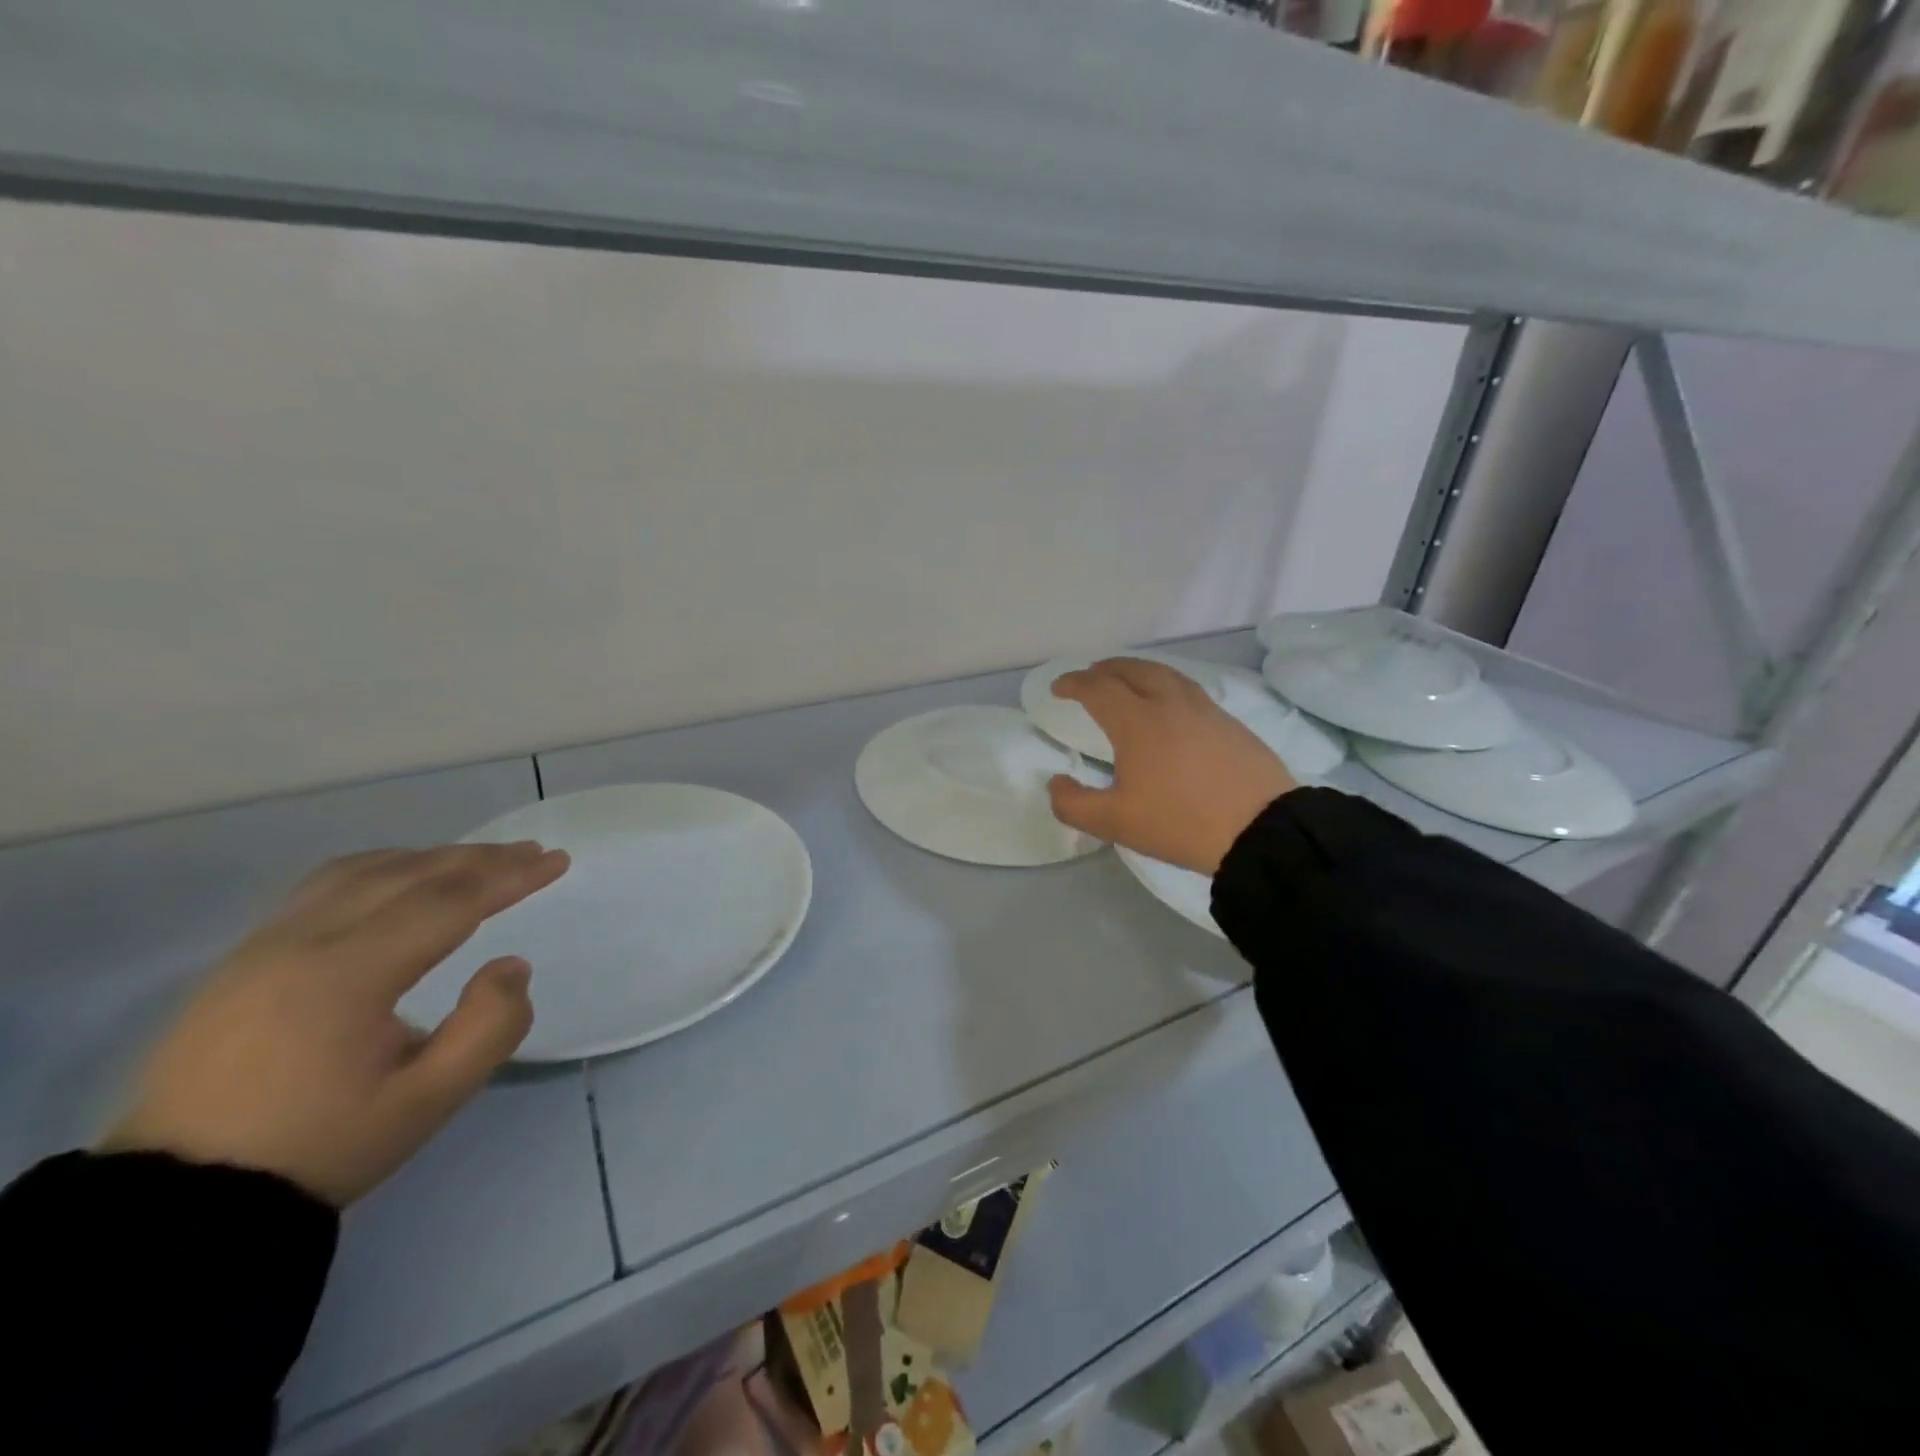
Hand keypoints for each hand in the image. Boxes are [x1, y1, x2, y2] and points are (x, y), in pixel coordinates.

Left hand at [102, 841, 570, 1205]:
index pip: (449, 901)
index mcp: (349, 973)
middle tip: (533, 853)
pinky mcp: (243, 958)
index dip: (510, 877)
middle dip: (480, 859)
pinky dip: (382, 868)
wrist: (180, 1202)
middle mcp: (304, 939)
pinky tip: (402, 879)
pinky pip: (325, 886)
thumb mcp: (428, 1101)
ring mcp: (264, 944)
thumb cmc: (320, 1146)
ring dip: (431, 858)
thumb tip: (512, 965)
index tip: (558, 860)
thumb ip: (490, 1028)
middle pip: (410, 874)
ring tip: (478, 862)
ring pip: (364, 870)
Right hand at [1047, 658, 1295, 874]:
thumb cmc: (1179, 822)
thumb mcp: (1114, 823)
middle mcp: (1169, 704)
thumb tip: (1056, 782)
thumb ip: (1073, 804)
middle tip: (1090, 676)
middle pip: (1132, 669)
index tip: (1058, 688)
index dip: (1073, 683)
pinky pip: (1188, 689)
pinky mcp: (1230, 722)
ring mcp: (1204, 710)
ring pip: (1165, 674)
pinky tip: (1170, 706)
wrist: (1260, 829)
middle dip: (1105, 669)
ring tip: (1128, 682)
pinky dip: (1166, 685)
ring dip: (1138, 671)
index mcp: (1137, 722)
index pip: (1098, 688)